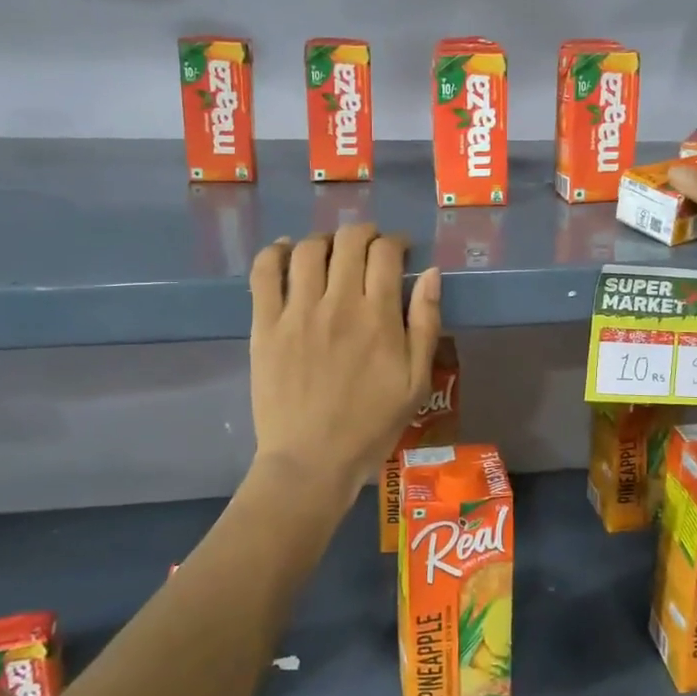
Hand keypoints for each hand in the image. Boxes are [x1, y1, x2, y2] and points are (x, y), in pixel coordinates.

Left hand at [248, 223, 442, 503]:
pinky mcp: (264, 325)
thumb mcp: (416, 381)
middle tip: (369, 248)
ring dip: (324, 240)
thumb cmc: (371, 425)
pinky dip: (275, 252)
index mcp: (377, 317)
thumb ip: (426, 323)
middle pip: (348, 240)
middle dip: (364, 233)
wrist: (311, 461)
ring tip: (331, 253)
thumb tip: (432, 273)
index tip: (400, 250)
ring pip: (307, 248)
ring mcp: (296, 312)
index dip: (396, 241)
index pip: (385, 252)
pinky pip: (264, 272)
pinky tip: (286, 252)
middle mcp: (337, 303)